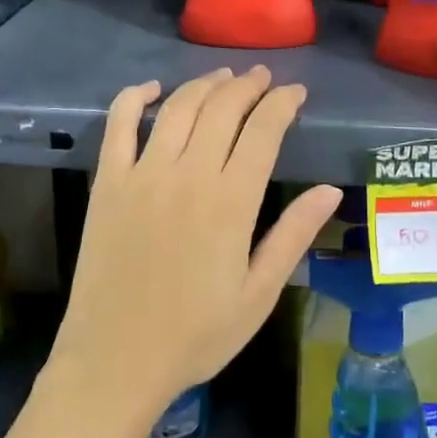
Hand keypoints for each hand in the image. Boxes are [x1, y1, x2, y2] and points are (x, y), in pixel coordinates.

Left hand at [47, 66, 341, 423]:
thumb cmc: (195, 335)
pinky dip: (135, 97)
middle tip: (263, 78)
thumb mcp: (258, 294)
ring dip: (204, 84)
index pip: (263, 131)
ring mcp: (142, 174)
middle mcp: (187, 174)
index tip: (296, 93)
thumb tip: (329, 190)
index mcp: (231, 202)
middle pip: (222, 109)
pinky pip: (119, 125)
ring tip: (224, 77)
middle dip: (248, 86)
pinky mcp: (107, 182)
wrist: (115, 360)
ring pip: (178, 108)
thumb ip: (293, 236)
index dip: (282, 103)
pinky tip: (153, 88)